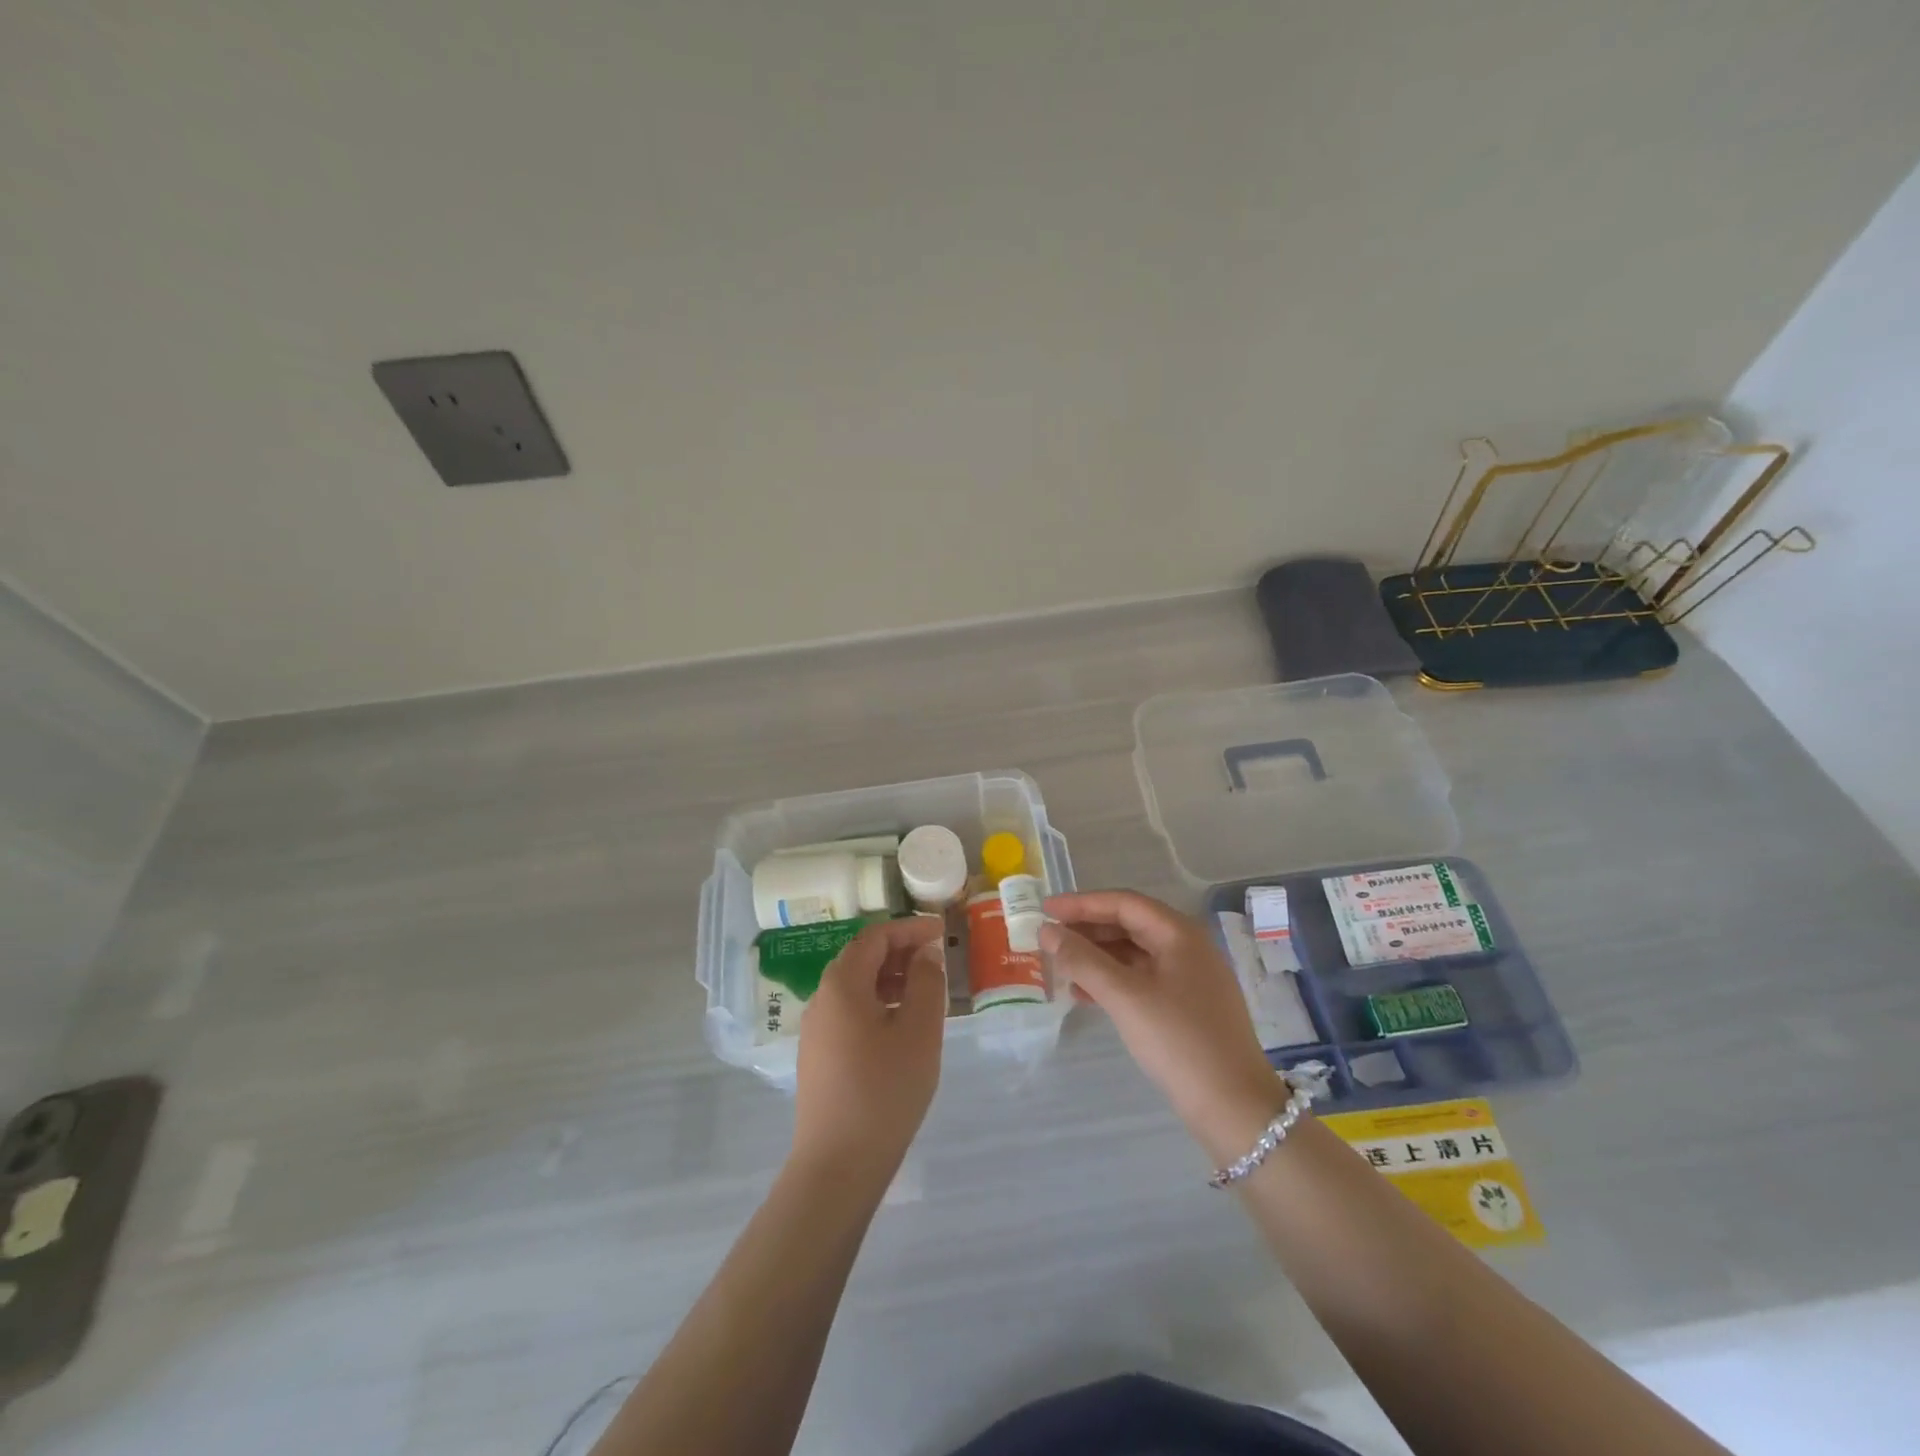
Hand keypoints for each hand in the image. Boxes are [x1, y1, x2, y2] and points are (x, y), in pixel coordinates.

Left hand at [790, 916, 946, 1192]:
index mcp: (842, 984)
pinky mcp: (818, 1057)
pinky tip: (901, 1027)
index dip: (909, 928)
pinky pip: (849, 1012)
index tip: (940, 932)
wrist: (838, 1165)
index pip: (874, 937)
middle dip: (899, 952)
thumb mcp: (919, 1031)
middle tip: (935, 960)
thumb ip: (926, 983)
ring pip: (855, 987)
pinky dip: (877, 1004)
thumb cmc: (885, 1090)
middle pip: (861, 958)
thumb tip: (925, 954)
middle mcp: (822, 999)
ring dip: (889, 979)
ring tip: (924, 992)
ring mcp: (816, 1030)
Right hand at [1042, 891, 1287, 1161]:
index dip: (1082, 903)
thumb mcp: (1125, 997)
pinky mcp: (1187, 1007)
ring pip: (1134, 954)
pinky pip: (1141, 979)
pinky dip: (1112, 981)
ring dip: (1096, 956)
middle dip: (1087, 929)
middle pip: (1130, 925)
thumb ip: (1082, 960)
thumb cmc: (1178, 1041)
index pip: (1124, 903)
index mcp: (1180, 934)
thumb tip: (1047, 931)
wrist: (1234, 1108)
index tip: (1045, 909)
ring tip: (1060, 966)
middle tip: (1049, 937)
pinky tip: (1084, 995)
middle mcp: (1188, 948)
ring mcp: (1190, 978)